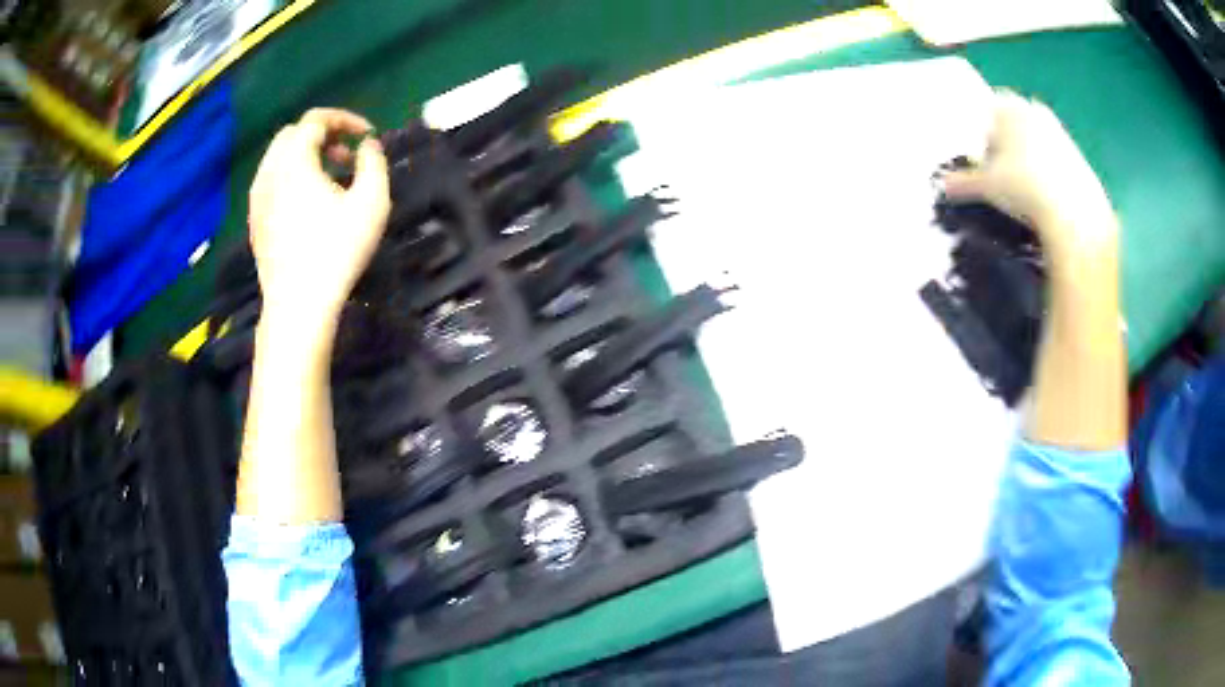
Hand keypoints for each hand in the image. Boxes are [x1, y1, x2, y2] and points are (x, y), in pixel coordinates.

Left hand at [249, 108, 390, 338]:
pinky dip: (290, 178)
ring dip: (305, 157)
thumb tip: (368, 145)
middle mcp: (269, 171)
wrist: (298, 304)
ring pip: (279, 158)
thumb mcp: (372, 201)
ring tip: (329, 180)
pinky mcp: (254, 220)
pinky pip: (271, 182)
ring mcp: (257, 198)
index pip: (316, 119)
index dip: (345, 119)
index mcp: (294, 160)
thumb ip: (374, 162)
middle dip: (322, 135)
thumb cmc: (337, 250)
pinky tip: (308, 204)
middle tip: (346, 156)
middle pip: (293, 134)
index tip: (368, 135)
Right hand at [940, 91, 1116, 259]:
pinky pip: (1057, 160)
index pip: (989, 112)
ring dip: (1030, 161)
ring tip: (1027, 192)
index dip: (984, 137)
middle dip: (1008, 146)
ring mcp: (1059, 131)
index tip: (985, 163)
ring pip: (1037, 142)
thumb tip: (942, 186)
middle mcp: (1033, 110)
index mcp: (1007, 107)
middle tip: (1004, 176)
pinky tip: (1048, 200)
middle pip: (1015, 125)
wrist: (1073, 213)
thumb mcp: (987, 186)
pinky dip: (1050, 175)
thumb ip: (963, 182)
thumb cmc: (1022, 187)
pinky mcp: (1079, 156)